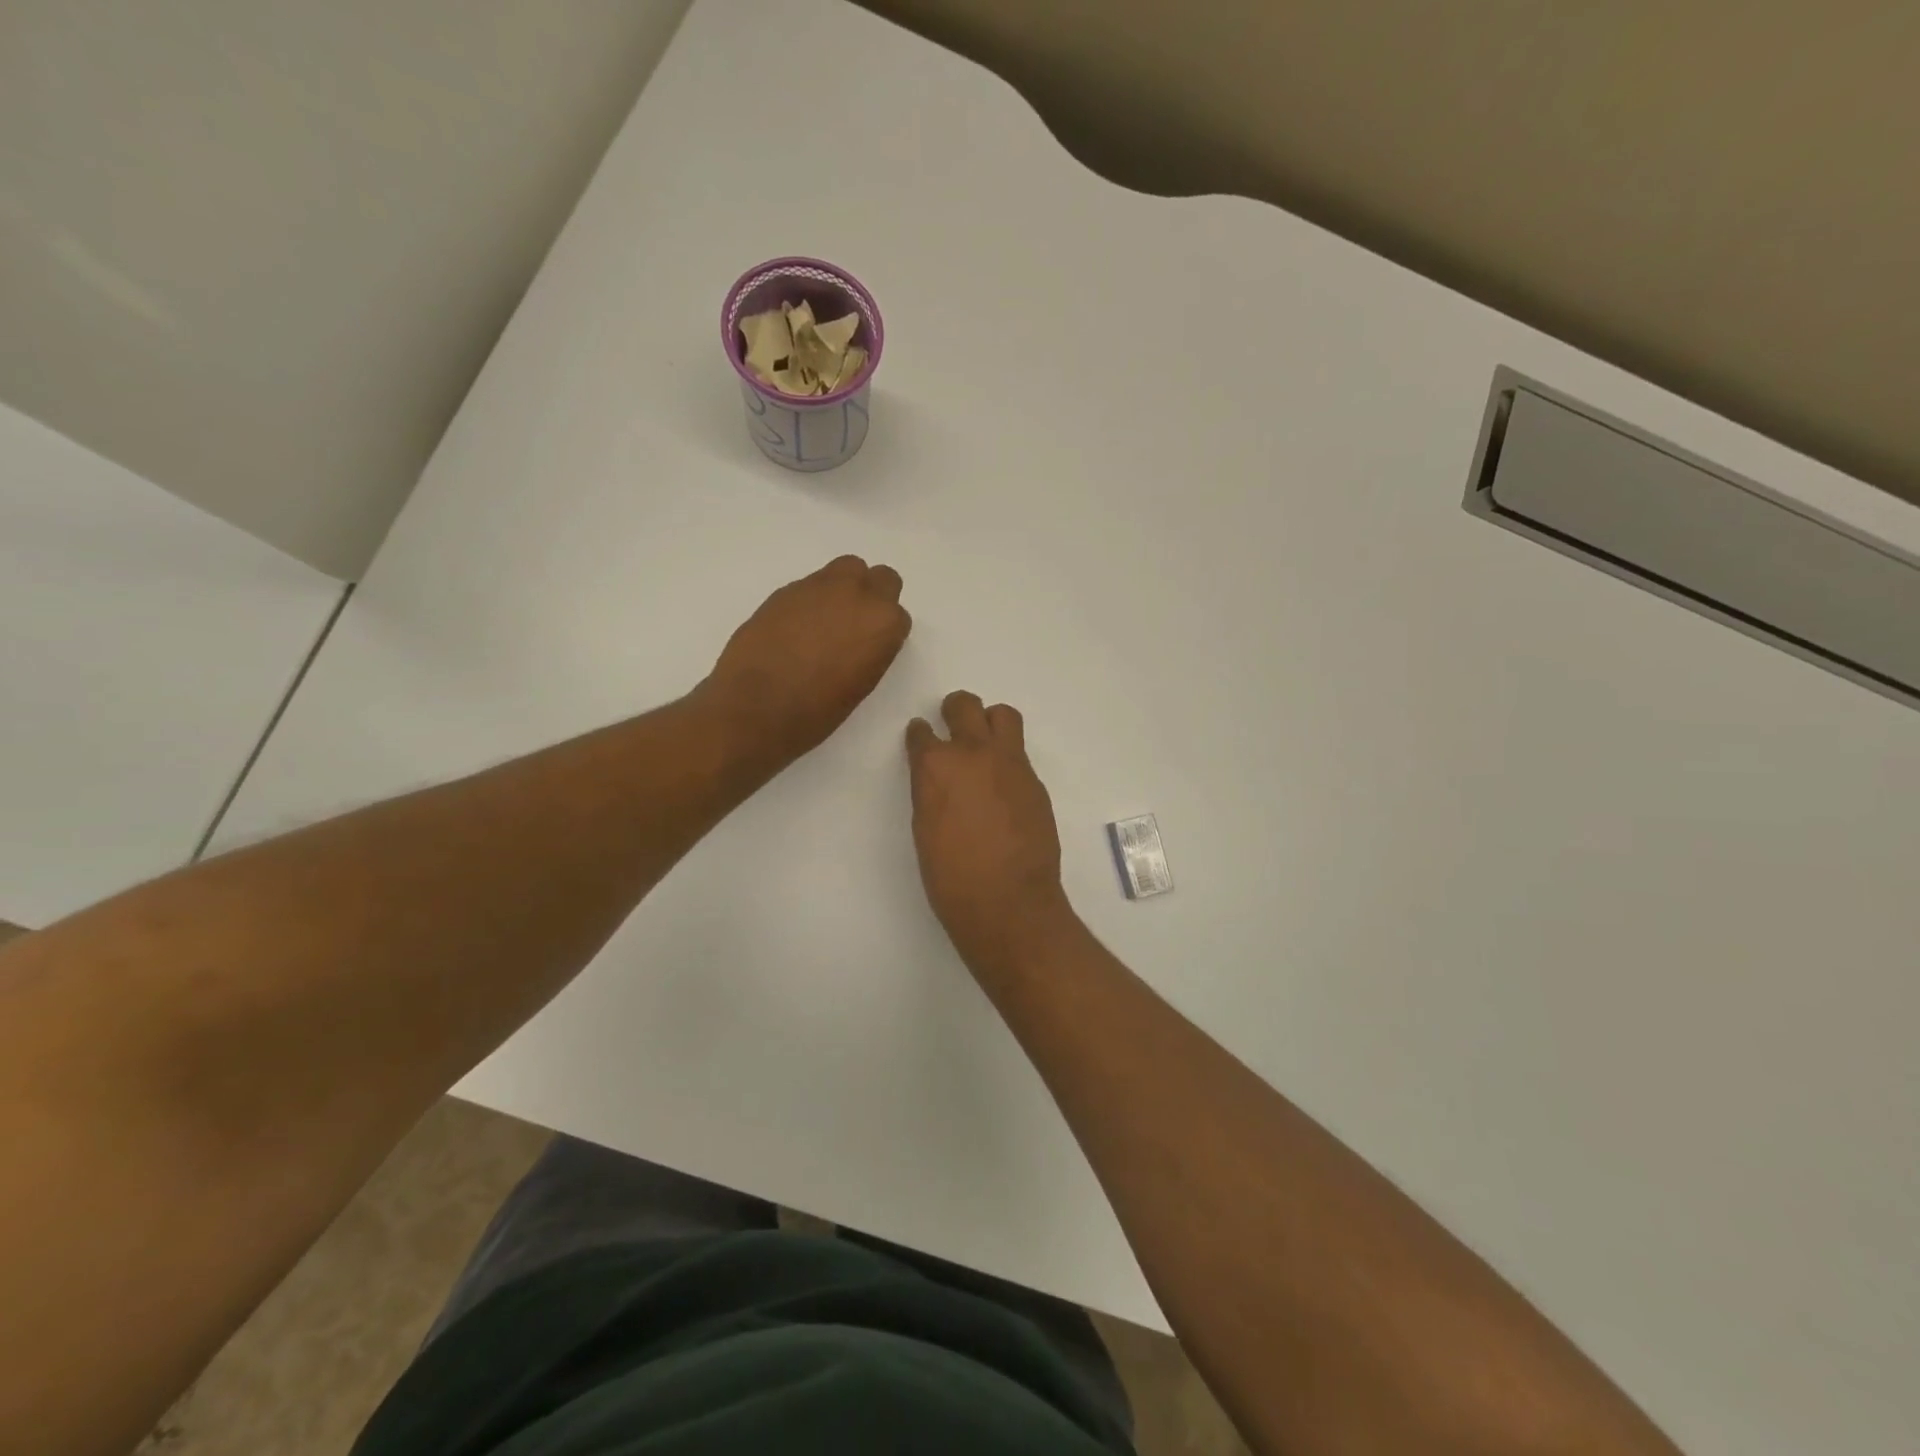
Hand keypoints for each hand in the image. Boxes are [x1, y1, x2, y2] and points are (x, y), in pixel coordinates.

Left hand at [701, 556, 911, 765]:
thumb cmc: (817, 711)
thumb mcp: (861, 684)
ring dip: (841, 591)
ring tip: (821, 625)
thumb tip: (860, 639)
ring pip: (844, 570)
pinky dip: (809, 602)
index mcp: (883, 623)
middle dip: (871, 596)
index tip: (870, 649)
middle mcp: (857, 595)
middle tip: (852, 626)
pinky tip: (793, 630)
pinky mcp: (785, 590)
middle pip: (880, 577)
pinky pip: (809, 586)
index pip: (898, 614)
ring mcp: (818, 587)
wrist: (756, 706)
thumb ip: (870, 650)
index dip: (883, 632)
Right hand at [906, 691, 1075, 974]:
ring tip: (985, 743)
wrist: (1008, 902)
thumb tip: (938, 779)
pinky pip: (1020, 753)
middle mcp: (973, 753)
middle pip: (964, 706)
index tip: (920, 738)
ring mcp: (1010, 763)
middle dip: (954, 710)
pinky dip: (1008, 759)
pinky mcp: (1035, 781)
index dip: (920, 735)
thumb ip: (930, 791)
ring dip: (989, 721)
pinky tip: (1003, 785)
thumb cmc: (951, 877)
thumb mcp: (925, 829)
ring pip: (1003, 715)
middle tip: (952, 724)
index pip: (922, 733)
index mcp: (936, 766)